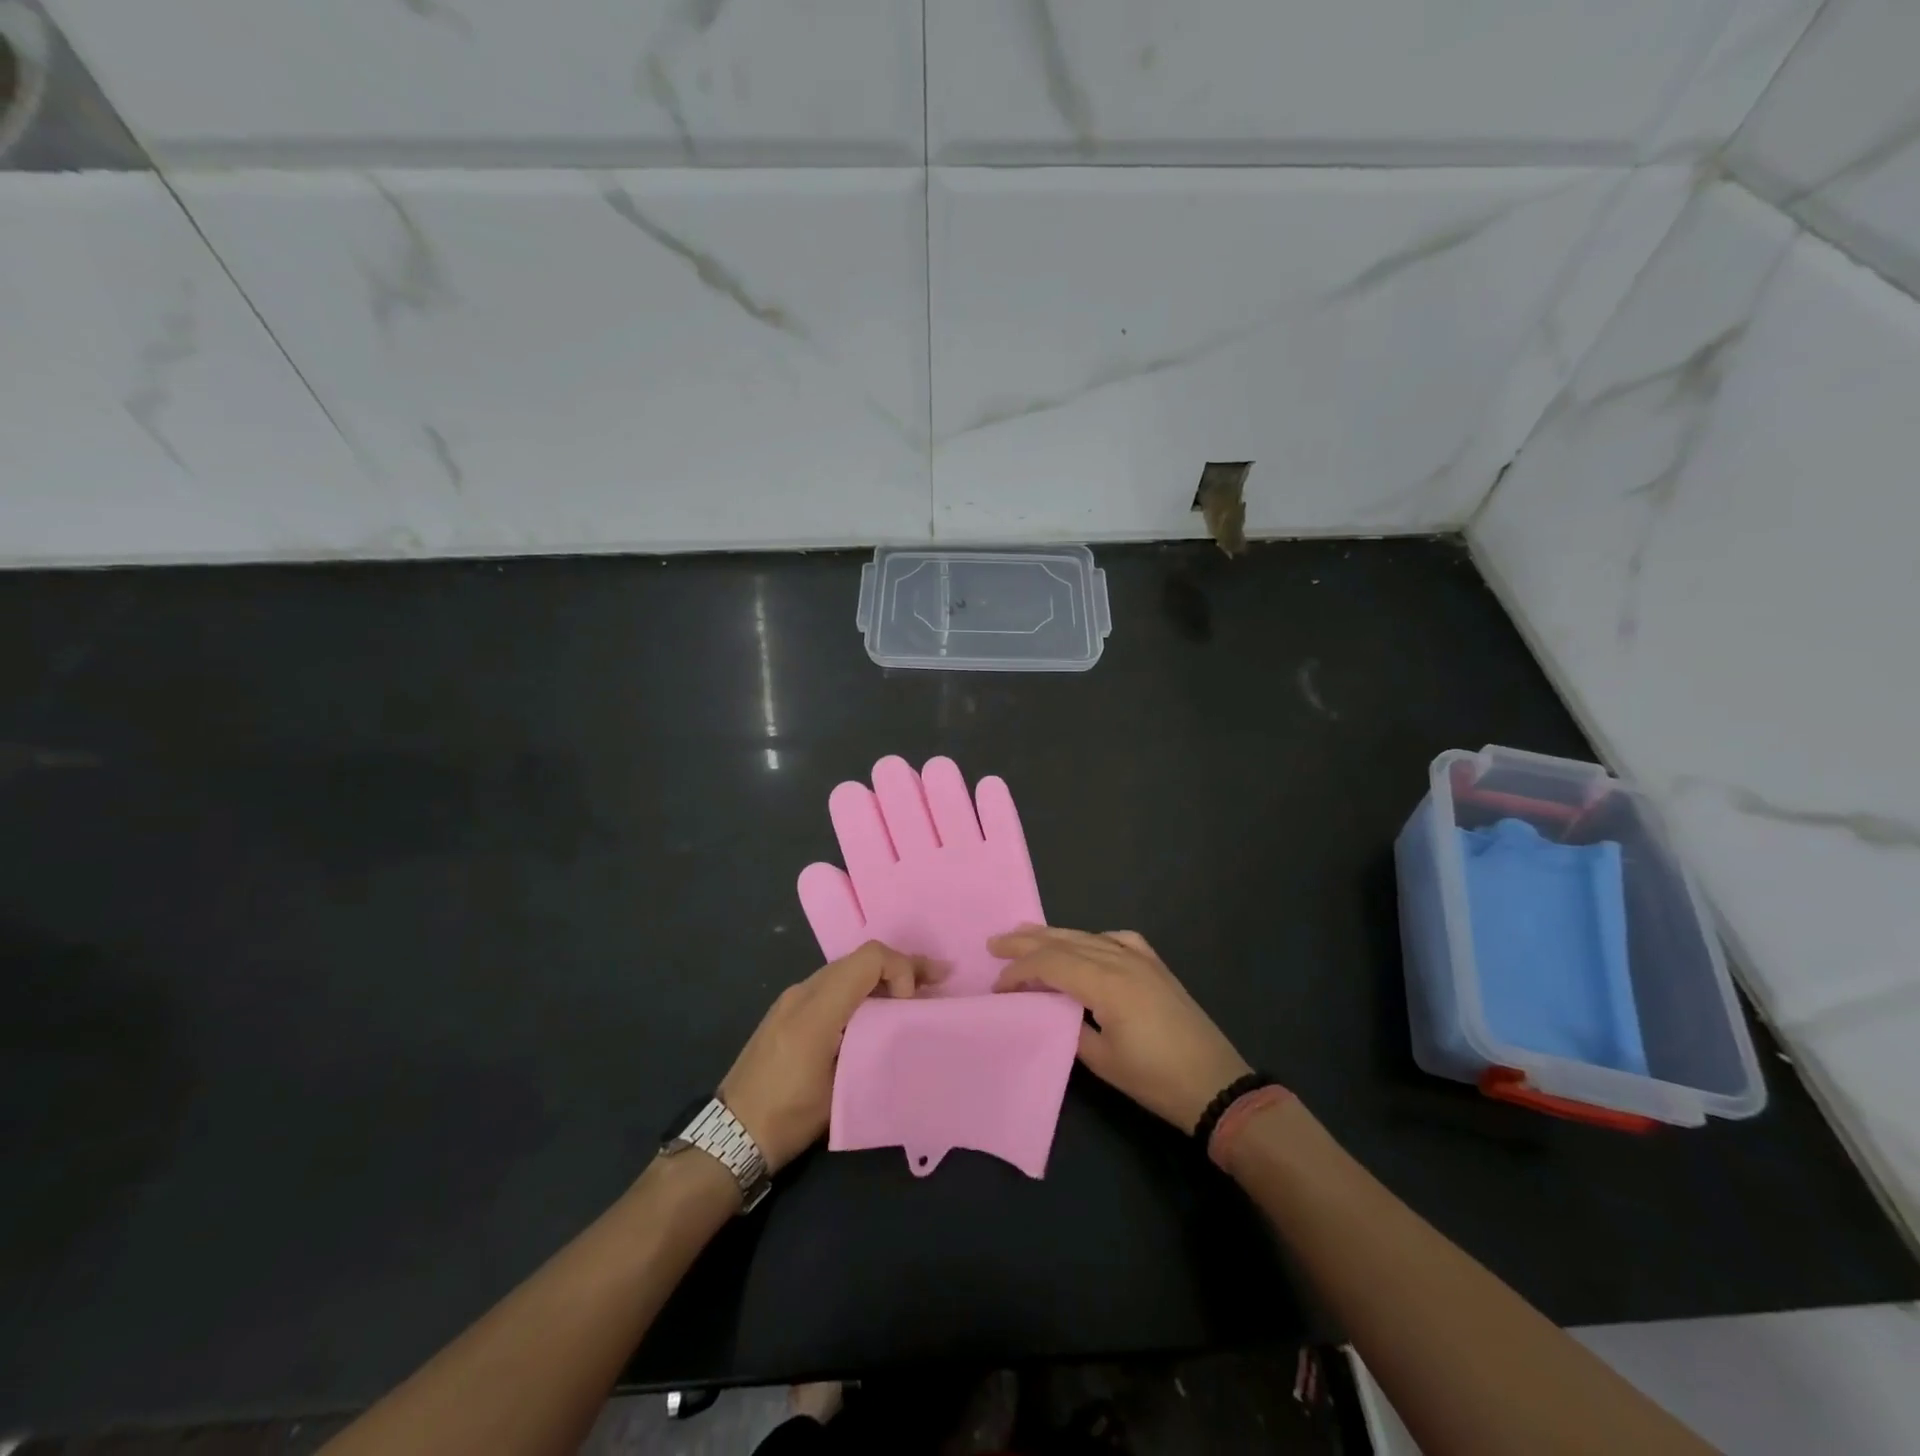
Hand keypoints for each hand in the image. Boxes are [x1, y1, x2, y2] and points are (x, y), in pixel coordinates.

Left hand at [720, 941, 931, 1170]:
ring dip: (881, 977)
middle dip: (901, 967)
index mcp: (817, 1008)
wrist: (728, 1137)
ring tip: (915, 994)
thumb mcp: (840, 1089)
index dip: (902, 969)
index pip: (870, 958)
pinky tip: (877, 1009)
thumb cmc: (787, 1117)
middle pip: (860, 959)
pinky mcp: (787, 1011)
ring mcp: (791, 999)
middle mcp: (803, 991)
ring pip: (847, 970)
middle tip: (938, 979)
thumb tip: (900, 1029)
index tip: (911, 1005)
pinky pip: (832, 985)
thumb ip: (872, 1048)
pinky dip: (860, 989)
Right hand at [990, 926, 1250, 1132]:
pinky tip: (1084, 943)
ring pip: (1087, 936)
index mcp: (1106, 983)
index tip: (997, 986)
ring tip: (1025, 933)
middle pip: (1065, 942)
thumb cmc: (1156, 1080)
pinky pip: (1117, 939)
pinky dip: (1092, 938)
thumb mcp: (1103, 1061)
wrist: (1217, 1085)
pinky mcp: (1155, 966)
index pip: (1050, 964)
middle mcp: (1122, 960)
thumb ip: (1069, 1028)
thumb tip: (1049, 1009)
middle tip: (994, 943)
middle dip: (1027, 941)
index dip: (1019, 971)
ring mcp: (1141, 959)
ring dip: (1054, 936)